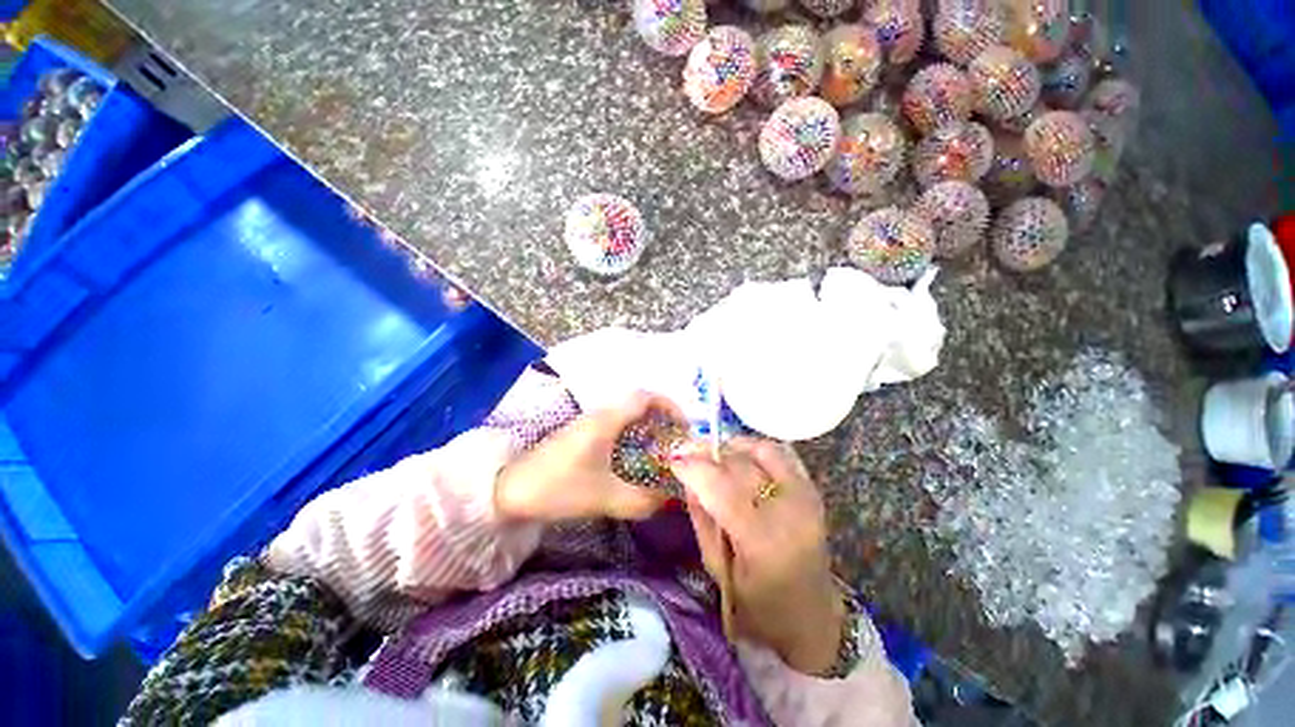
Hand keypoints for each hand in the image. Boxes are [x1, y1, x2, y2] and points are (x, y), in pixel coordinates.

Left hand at [494, 392, 682, 523]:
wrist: (510, 490)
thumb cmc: (558, 488)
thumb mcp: (605, 498)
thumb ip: (642, 500)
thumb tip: (669, 499)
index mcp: (606, 420)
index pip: (645, 397)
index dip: (669, 407)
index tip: (682, 428)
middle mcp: (600, 414)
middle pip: (639, 404)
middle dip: (662, 421)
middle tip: (675, 445)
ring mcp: (589, 422)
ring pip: (627, 415)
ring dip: (647, 429)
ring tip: (660, 454)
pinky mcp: (582, 434)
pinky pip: (616, 426)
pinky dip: (632, 436)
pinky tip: (635, 459)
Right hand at [671, 438, 845, 674]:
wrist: (810, 616)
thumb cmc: (757, 605)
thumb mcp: (716, 568)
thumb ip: (701, 518)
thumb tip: (687, 478)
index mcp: (764, 541)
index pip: (722, 488)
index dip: (694, 468)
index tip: (673, 460)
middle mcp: (790, 510)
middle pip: (740, 464)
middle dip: (708, 454)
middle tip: (688, 453)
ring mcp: (806, 496)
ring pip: (761, 450)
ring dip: (731, 447)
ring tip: (712, 455)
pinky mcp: (812, 489)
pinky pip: (780, 453)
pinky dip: (755, 448)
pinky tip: (739, 457)